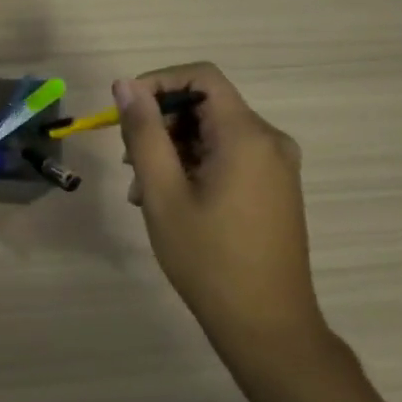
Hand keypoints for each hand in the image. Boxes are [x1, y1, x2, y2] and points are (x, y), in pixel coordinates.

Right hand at [116, 64, 324, 360]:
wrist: (267, 325)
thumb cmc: (208, 259)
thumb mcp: (164, 193)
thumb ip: (144, 132)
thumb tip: (125, 85)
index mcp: (246, 135)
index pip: (200, 76)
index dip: (157, 83)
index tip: (125, 114)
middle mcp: (270, 140)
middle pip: (206, 105)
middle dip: (160, 124)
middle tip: (129, 164)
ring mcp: (276, 165)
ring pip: (213, 133)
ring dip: (173, 150)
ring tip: (143, 193)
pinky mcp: (275, 187)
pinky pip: (228, 156)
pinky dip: (195, 166)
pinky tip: (171, 202)